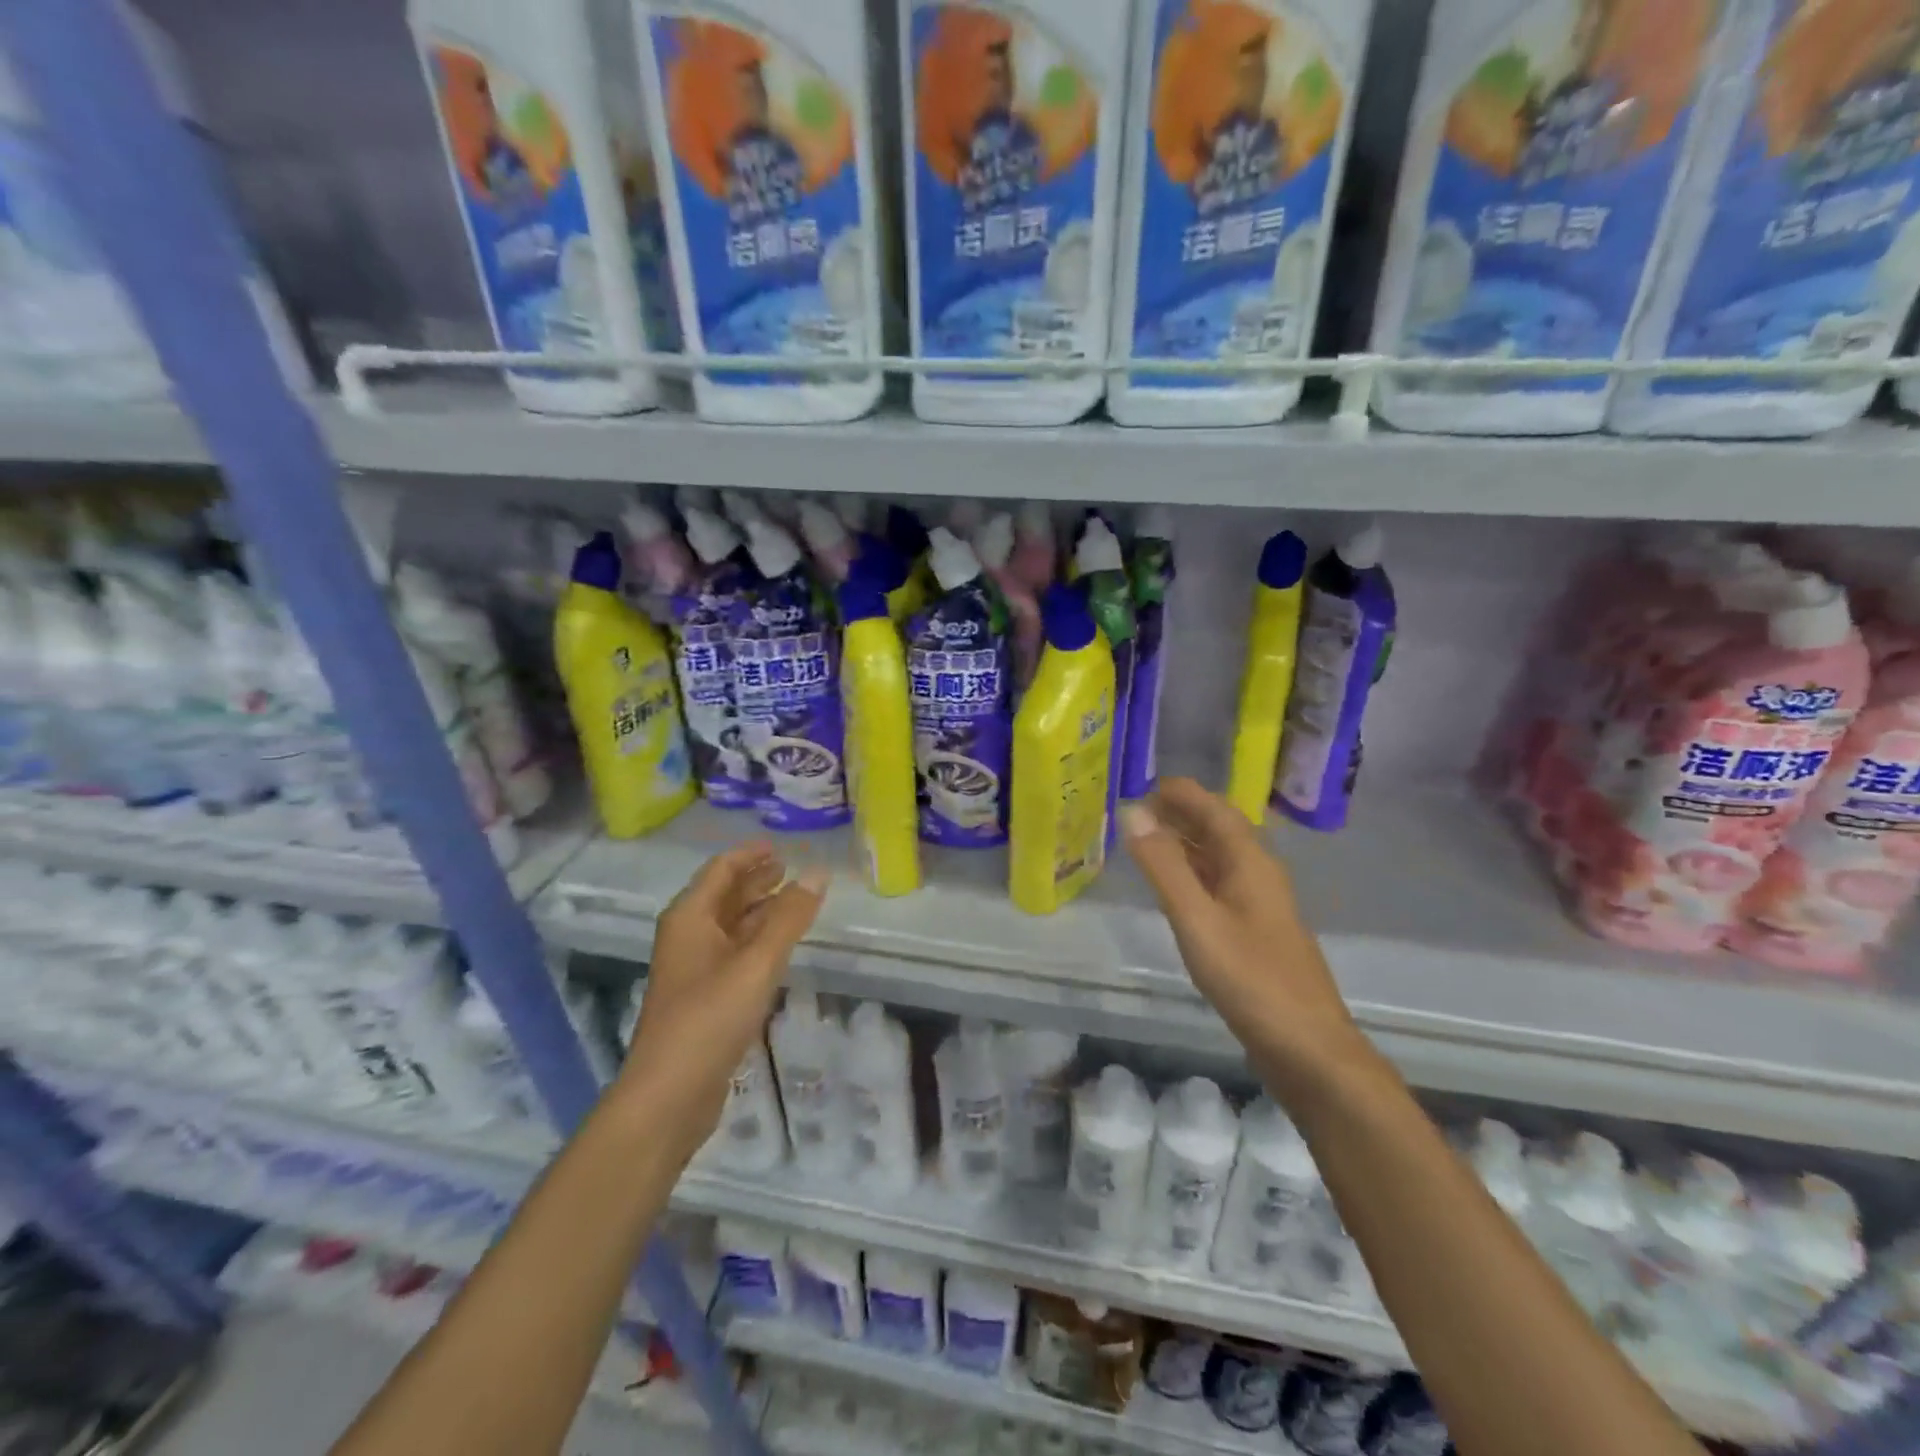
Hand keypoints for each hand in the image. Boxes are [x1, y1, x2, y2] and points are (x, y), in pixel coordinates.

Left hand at [621, 842, 825, 1161]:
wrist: (668, 1096)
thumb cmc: (709, 1018)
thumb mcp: (756, 963)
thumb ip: (789, 917)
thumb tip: (818, 873)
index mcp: (690, 918)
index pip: (721, 869)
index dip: (750, 854)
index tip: (781, 845)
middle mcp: (688, 936)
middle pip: (724, 895)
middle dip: (756, 880)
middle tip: (792, 869)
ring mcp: (695, 969)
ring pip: (731, 926)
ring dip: (760, 909)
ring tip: (794, 900)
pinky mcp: (705, 998)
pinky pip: (735, 953)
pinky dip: (758, 940)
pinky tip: (781, 946)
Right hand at [1121, 779, 1374, 1106]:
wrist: (1308, 1047)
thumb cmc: (1251, 978)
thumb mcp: (1197, 918)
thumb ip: (1164, 866)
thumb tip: (1133, 812)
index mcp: (1251, 863)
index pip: (1216, 810)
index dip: (1183, 794)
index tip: (1146, 783)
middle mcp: (1259, 875)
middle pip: (1220, 831)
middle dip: (1182, 815)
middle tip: (1138, 810)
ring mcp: (1260, 907)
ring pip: (1220, 860)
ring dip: (1186, 844)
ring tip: (1148, 840)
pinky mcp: (1256, 934)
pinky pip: (1220, 886)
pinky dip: (1193, 874)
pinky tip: (1175, 889)